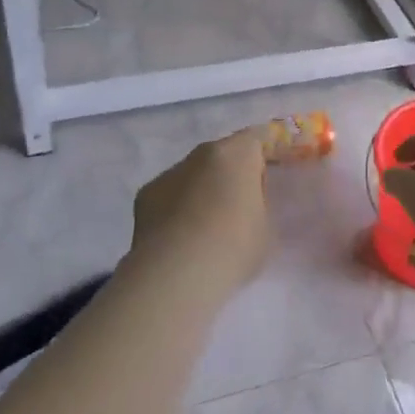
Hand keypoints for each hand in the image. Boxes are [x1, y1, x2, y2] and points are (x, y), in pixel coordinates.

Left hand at [132, 128, 271, 286]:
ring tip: (206, 228)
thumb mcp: (266, 227)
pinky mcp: (145, 195)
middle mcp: (201, 153)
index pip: (257, 139)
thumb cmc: (234, 247)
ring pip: (194, 174)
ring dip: (202, 191)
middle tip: (239, 207)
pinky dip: (177, 208)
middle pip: (223, 154)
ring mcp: (170, 172)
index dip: (265, 157)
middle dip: (231, 174)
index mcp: (237, 154)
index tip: (269, 181)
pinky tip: (180, 238)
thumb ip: (259, 205)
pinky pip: (170, 195)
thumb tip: (248, 204)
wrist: (177, 273)